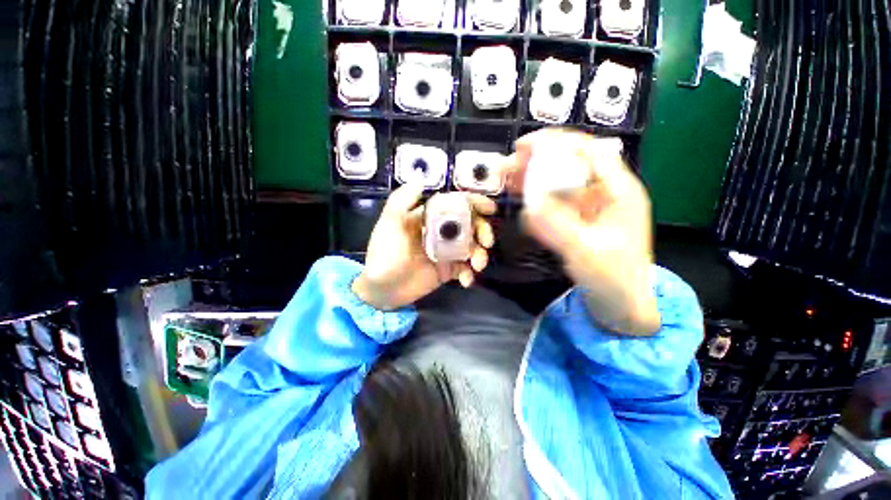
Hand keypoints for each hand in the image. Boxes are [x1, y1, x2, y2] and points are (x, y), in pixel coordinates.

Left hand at [352, 183, 496, 310]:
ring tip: (477, 265)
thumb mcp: (389, 224)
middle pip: (470, 226)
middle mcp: (440, 233)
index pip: (455, 205)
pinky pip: (464, 270)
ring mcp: (445, 253)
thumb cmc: (385, 253)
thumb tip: (419, 178)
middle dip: (483, 231)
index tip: (490, 209)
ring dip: (480, 255)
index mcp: (429, 218)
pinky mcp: (446, 271)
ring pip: (471, 248)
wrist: (381, 289)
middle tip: (487, 241)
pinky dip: (469, 274)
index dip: (474, 203)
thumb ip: (402, 200)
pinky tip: (465, 280)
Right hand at [501, 128, 659, 334]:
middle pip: (570, 163)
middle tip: (508, 166)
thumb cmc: (613, 278)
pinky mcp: (579, 218)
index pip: (589, 151)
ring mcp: (591, 205)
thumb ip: (557, 228)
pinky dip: (537, 197)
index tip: (524, 147)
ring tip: (507, 179)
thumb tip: (528, 207)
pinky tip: (520, 200)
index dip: (556, 142)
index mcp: (619, 191)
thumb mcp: (586, 252)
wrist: (621, 302)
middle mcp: (605, 191)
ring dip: (533, 177)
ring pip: (560, 180)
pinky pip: (556, 200)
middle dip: (537, 160)